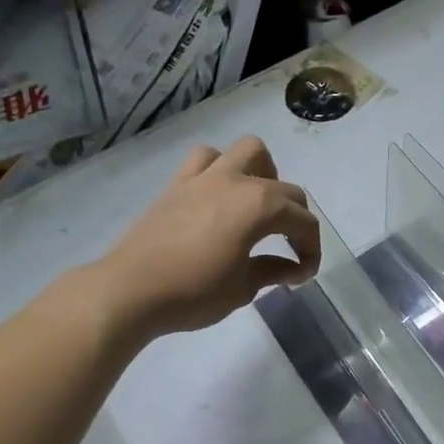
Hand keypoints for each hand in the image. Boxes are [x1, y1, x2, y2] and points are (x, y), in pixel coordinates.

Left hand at [96, 137, 320, 337]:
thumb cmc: (194, 292)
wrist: (131, 291)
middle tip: (292, 250)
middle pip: (286, 189)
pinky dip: (221, 169)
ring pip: (249, 151)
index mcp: (260, 207)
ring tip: (260, 204)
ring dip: (264, 173)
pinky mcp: (178, 183)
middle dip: (297, 218)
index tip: (305, 273)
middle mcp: (238, 182)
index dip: (312, 249)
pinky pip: (206, 159)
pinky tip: (220, 196)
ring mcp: (206, 177)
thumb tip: (294, 268)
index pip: (303, 222)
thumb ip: (274, 270)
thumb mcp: (244, 288)